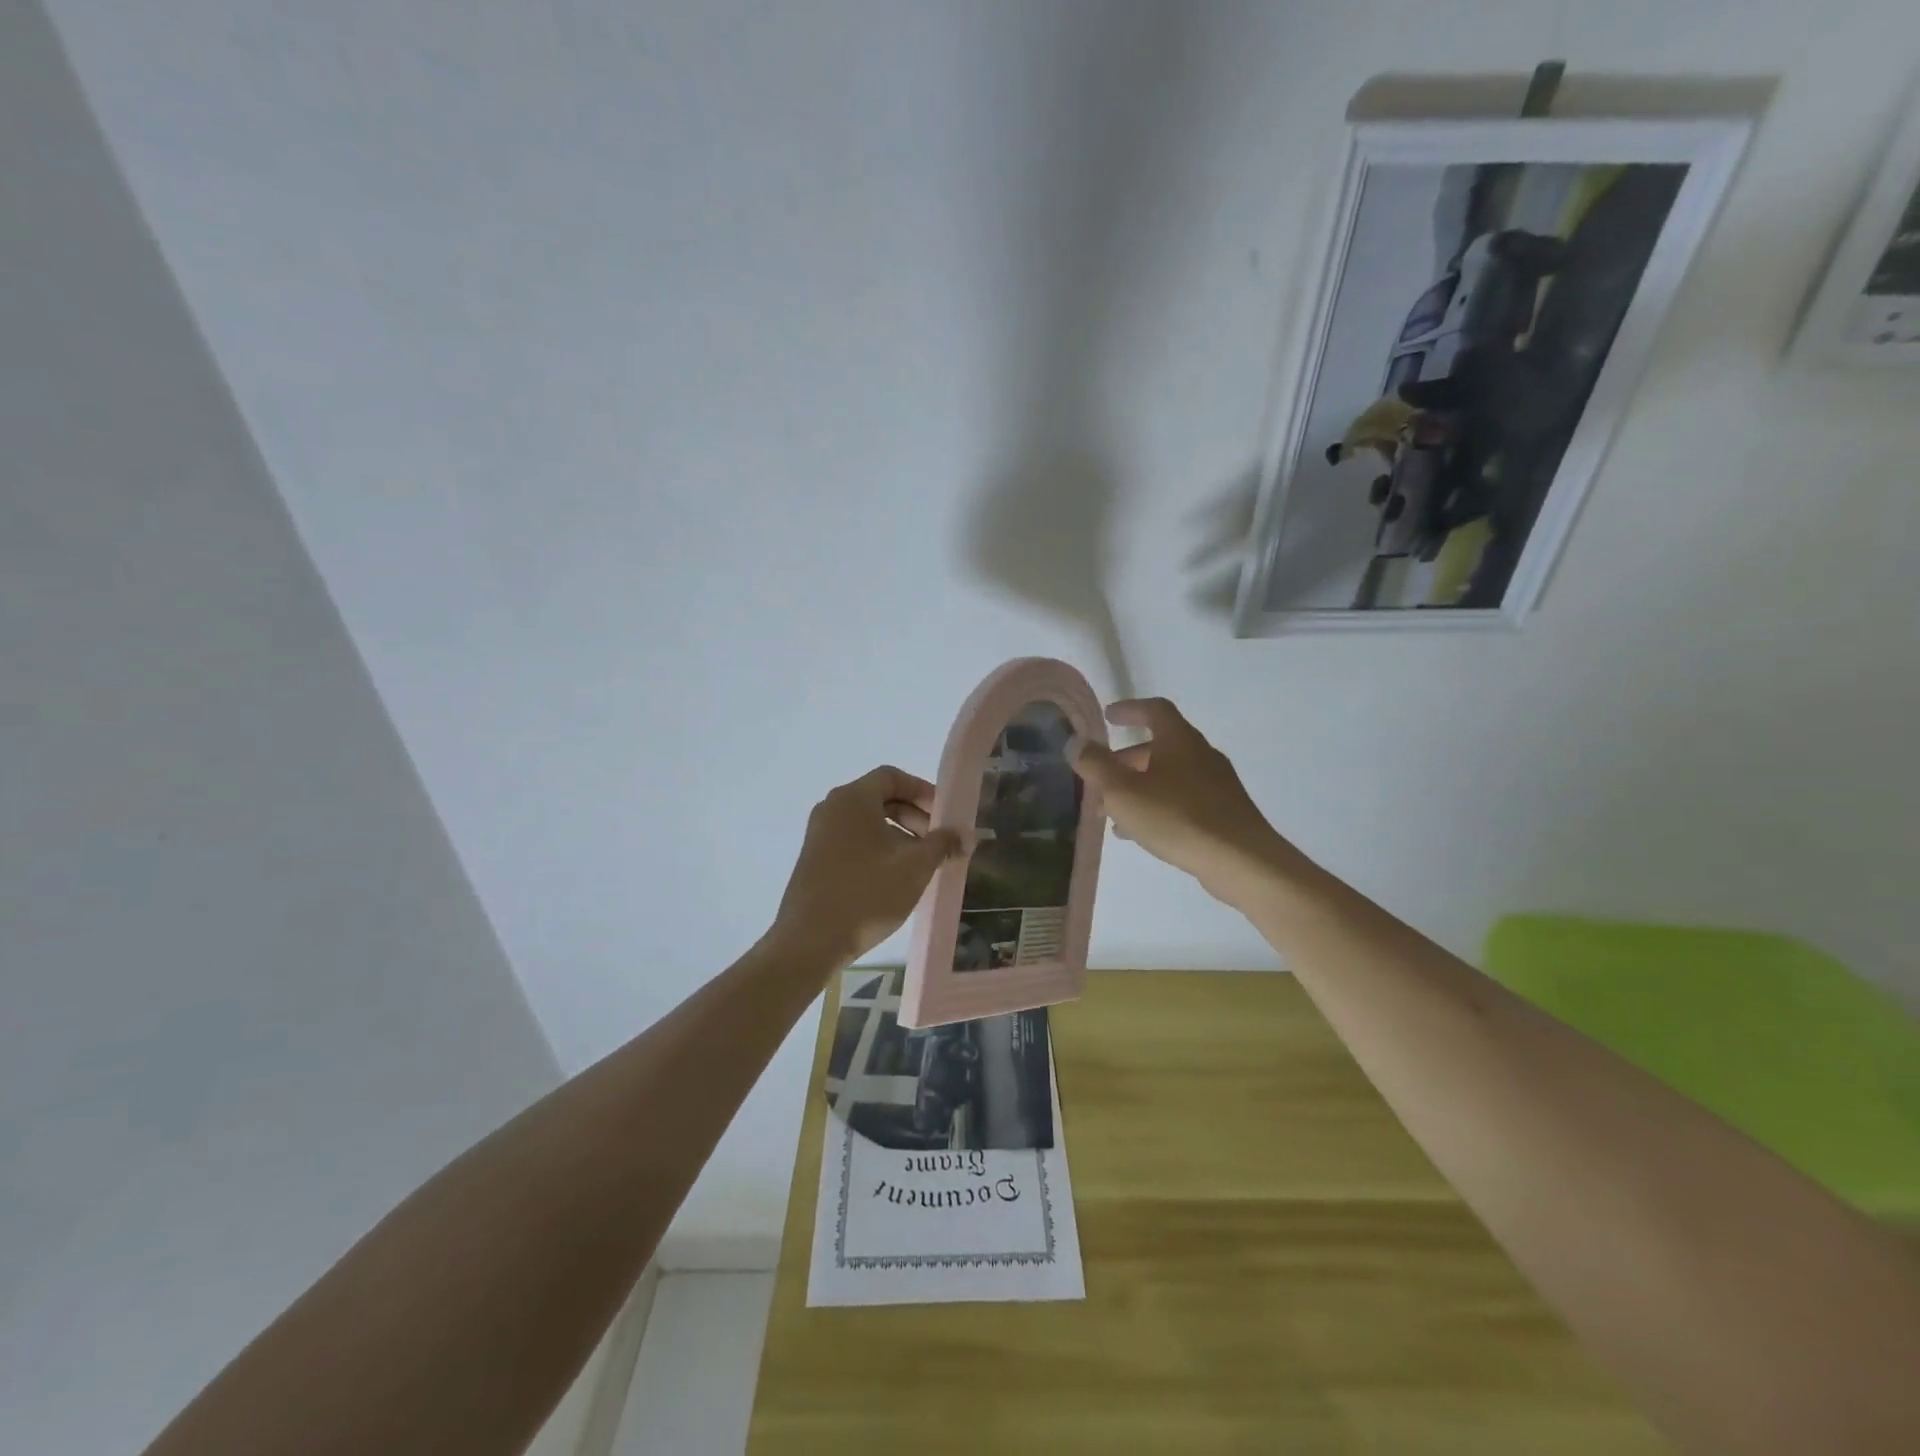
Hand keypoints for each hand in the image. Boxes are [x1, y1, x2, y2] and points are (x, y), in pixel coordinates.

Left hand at [768, 766, 965, 969]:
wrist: (810, 941)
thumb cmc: (867, 893)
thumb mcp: (915, 867)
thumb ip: (942, 844)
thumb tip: (962, 835)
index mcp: (852, 799)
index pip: (892, 777)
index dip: (922, 791)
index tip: (944, 815)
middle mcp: (832, 809)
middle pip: (880, 798)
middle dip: (914, 816)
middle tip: (937, 842)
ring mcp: (819, 835)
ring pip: (867, 822)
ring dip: (899, 835)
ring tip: (922, 864)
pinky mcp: (815, 859)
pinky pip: (853, 841)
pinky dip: (878, 849)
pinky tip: (896, 878)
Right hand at [1070, 697, 1308, 908]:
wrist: (1240, 860)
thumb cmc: (1177, 817)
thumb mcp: (1123, 791)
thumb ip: (1095, 765)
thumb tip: (1075, 742)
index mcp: (1179, 740)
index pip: (1154, 710)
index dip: (1130, 709)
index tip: (1108, 716)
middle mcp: (1201, 755)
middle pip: (1159, 747)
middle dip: (1125, 760)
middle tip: (1100, 777)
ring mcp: (1216, 784)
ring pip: (1168, 777)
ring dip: (1138, 787)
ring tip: (1111, 812)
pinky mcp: (1223, 812)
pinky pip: (1181, 799)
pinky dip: (1156, 806)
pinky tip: (1140, 832)